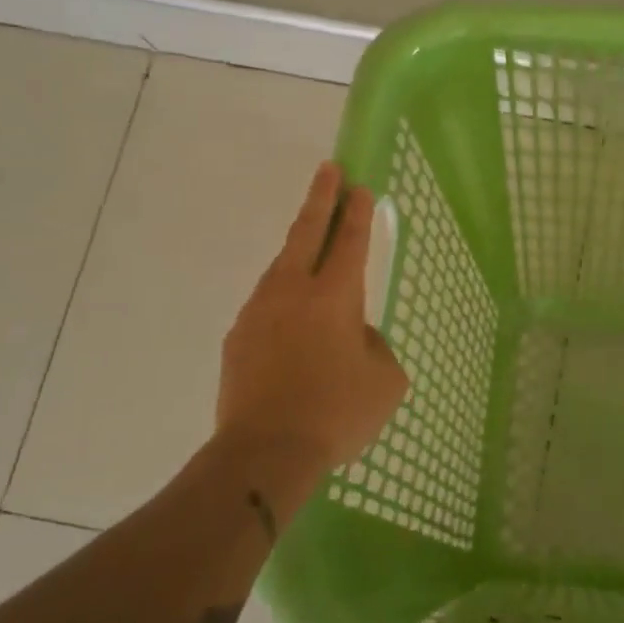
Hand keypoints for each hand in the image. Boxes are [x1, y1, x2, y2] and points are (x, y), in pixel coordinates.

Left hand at [216, 162, 407, 490]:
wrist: (264, 452)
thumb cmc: (337, 412)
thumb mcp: (386, 380)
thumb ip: (374, 346)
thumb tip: (354, 336)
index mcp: (334, 297)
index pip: (350, 242)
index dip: (358, 212)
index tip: (360, 186)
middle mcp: (293, 292)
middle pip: (307, 233)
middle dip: (321, 198)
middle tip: (329, 169)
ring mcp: (258, 312)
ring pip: (281, 267)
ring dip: (299, 248)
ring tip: (312, 242)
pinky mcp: (238, 338)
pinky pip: (267, 304)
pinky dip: (283, 296)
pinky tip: (293, 315)